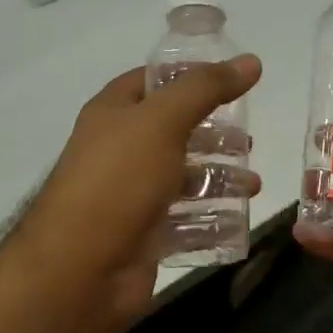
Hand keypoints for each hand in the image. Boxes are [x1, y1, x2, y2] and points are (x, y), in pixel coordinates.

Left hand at [14, 57, 261, 332]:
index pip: (153, 82)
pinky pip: (184, 219)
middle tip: (249, 143)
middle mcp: (120, 150)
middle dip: (214, 136)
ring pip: (183, 177)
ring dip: (219, 178)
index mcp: (114, 113)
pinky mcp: (144, 235)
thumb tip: (251, 62)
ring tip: (253, 185)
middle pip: (175, 132)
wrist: (79, 270)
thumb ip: (206, 89)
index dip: (191, 76)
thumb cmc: (118, 181)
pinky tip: (237, 219)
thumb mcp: (163, 121)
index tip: (234, 80)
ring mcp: (131, 195)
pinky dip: (211, 217)